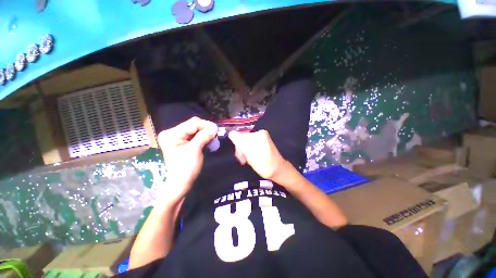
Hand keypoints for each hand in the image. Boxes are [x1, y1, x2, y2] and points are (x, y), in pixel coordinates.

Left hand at [157, 117, 217, 199]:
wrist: (181, 182)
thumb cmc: (186, 168)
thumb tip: (215, 127)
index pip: (191, 124)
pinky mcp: (182, 141)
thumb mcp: (195, 150)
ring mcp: (177, 137)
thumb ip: (204, 136)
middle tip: (216, 133)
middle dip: (205, 128)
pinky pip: (194, 134)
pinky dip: (202, 135)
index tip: (217, 129)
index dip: (205, 125)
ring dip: (205, 131)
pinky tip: (208, 138)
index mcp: (171, 134)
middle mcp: (172, 133)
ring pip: (195, 129)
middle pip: (192, 124)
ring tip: (213, 136)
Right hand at [228, 130, 289, 180]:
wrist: (278, 172)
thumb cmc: (264, 164)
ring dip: (245, 153)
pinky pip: (251, 147)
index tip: (240, 158)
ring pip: (246, 145)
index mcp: (259, 134)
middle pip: (244, 140)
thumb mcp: (250, 153)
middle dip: (242, 151)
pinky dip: (249, 154)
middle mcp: (260, 134)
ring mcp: (262, 139)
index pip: (240, 136)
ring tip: (248, 162)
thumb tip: (231, 133)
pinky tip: (252, 159)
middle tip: (244, 161)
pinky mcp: (262, 145)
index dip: (238, 147)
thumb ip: (240, 142)